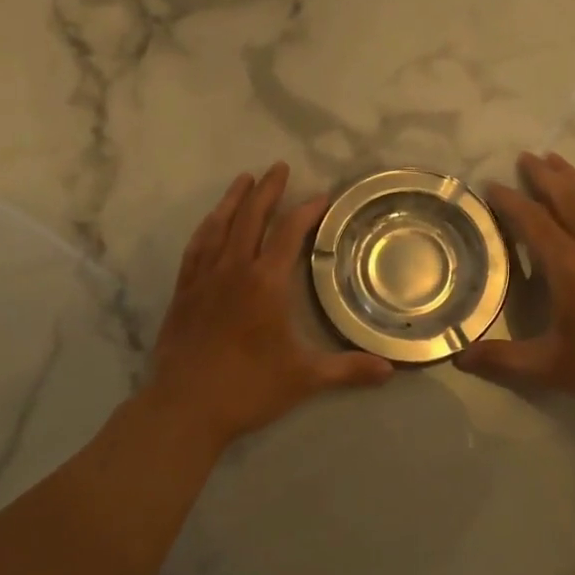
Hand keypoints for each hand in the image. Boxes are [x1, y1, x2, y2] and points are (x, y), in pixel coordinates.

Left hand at [147, 163, 392, 445]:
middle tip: (279, 167)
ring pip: (219, 226)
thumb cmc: (248, 388)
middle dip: (267, 190)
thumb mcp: (304, 379)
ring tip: (244, 179)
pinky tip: (210, 223)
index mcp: (266, 283)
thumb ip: (347, 370)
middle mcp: (234, 270)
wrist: (184, 407)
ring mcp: (204, 278)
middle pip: (251, 217)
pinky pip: (196, 248)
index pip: (289, 233)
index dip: (307, 210)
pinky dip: (206, 228)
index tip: (322, 196)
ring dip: (233, 199)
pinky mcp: (184, 292)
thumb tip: (390, 370)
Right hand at [456, 152, 574, 421]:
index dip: (511, 202)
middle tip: (525, 156)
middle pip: (568, 199)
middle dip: (544, 176)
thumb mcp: (552, 369)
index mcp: (572, 268)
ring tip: (555, 161)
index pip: (535, 223)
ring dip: (571, 180)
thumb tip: (458, 358)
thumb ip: (503, 361)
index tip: (492, 184)